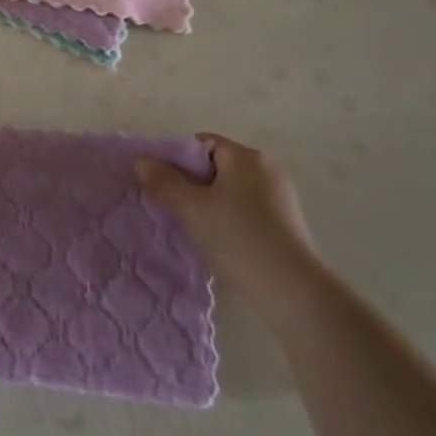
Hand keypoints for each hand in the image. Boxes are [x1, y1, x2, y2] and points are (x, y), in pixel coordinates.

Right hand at [136, 133, 325, 322]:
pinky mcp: (286, 224)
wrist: (293, 292)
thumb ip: (163, 182)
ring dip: (209, 205)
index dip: (177, 160)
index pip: (201, 144)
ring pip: (230, 191)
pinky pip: (246, 210)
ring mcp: (280, 197)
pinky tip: (221, 243)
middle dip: (192, 184)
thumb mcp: (191, 209)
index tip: (163, 186)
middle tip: (174, 209)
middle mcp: (267, 169)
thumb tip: (142, 161)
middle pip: (216, 166)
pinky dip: (230, 220)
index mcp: (245, 156)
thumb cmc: (238, 238)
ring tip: (194, 230)